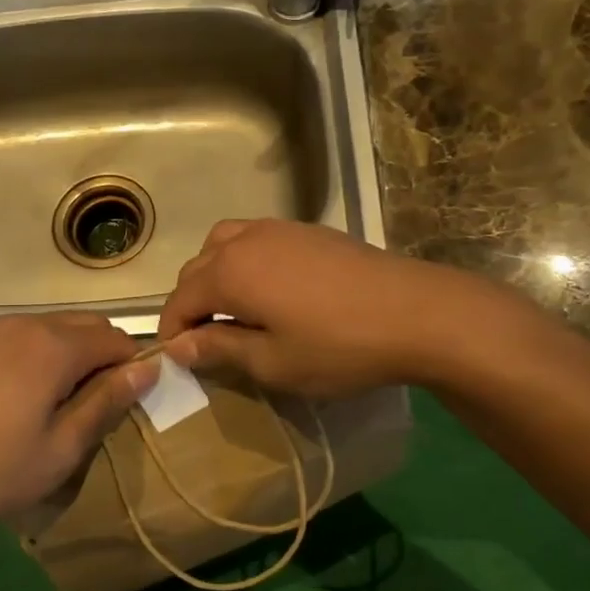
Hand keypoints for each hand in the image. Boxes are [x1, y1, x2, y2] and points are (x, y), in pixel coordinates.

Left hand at [0, 313, 157, 533]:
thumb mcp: (64, 447)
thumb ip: (108, 400)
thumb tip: (149, 366)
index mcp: (53, 346)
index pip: (116, 338)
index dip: (134, 366)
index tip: (130, 402)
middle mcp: (26, 324)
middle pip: (88, 325)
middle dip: (105, 355)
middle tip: (98, 405)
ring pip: (56, 327)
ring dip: (74, 353)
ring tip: (63, 402)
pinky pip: (25, 336)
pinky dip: (43, 353)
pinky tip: (26, 395)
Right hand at [158, 219, 482, 395]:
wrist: (417, 313)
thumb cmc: (338, 347)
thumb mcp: (272, 362)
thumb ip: (219, 348)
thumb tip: (176, 346)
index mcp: (229, 272)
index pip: (179, 300)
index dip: (172, 332)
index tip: (179, 361)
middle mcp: (245, 240)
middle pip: (197, 267)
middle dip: (191, 302)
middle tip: (206, 341)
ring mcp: (279, 229)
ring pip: (225, 244)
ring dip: (216, 275)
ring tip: (234, 309)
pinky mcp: (309, 230)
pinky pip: (257, 239)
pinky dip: (246, 261)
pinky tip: (271, 290)